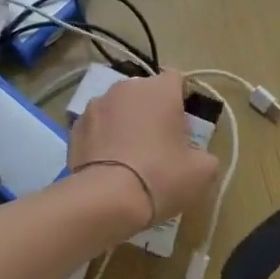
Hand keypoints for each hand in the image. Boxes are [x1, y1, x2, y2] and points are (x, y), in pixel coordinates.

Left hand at [69, 70, 219, 230]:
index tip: (183, 125)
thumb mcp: (201, 172)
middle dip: (152, 111)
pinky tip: (108, 164)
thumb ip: (205, 155)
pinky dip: (103, 138)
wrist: (105, 199)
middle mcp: (125, 88)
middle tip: (159, 143)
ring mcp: (95, 105)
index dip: (182, 99)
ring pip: (118, 108)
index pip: (176, 79)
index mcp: (160, 90)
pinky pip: (96, 126)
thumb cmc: (161, 176)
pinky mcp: (74, 127)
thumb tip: (198, 156)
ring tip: (129, 156)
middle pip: (145, 93)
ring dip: (125, 122)